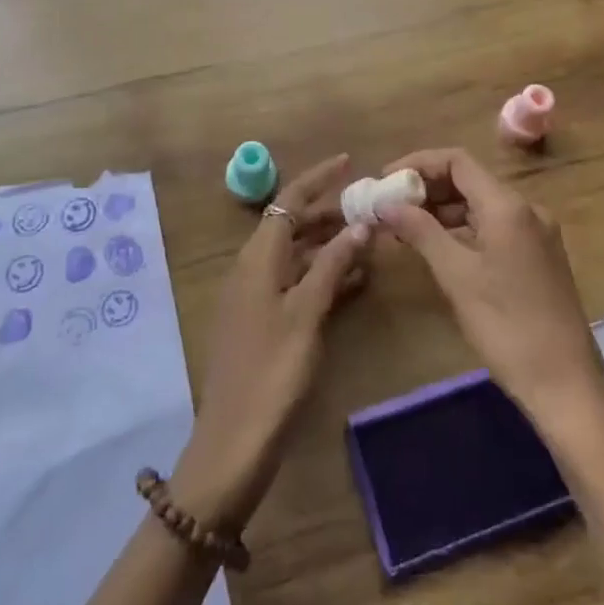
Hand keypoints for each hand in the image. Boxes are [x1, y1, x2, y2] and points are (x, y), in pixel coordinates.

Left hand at [171, 154, 369, 531]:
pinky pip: (296, 283)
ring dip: (330, 245)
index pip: (288, 200)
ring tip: (370, 240)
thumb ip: (332, 265)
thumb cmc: (271, 370)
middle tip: (370, 207)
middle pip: (292, 225)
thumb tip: (360, 224)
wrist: (233, 442)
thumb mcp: (306, 313)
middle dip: (329, 212)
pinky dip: (324, 275)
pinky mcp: (264, 322)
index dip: (318, 178)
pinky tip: (355, 281)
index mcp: (257, 257)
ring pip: (297, 255)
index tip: (350, 162)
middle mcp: (253, 268)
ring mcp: (256, 296)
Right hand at [377, 148, 603, 433]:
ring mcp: (535, 233)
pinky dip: (462, 230)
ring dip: (442, 210)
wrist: (566, 383)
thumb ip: (420, 231)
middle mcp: (526, 209)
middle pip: (469, 180)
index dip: (418, 164)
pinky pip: (493, 227)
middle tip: (389, 206)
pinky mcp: (537, 257)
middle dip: (426, 188)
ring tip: (403, 228)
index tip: (385, 180)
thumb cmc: (507, 326)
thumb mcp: (456, 276)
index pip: (457, 161)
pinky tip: (437, 248)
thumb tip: (386, 204)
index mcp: (508, 206)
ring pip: (480, 205)